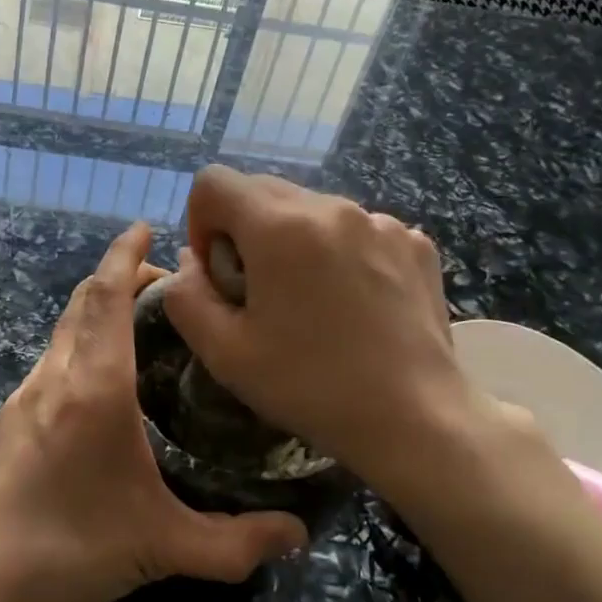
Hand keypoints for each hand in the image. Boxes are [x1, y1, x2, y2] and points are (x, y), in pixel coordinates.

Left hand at [0, 222, 308, 601]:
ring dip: (95, 314)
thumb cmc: (71, 552)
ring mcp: (21, 398)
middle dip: (118, 278)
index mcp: (94, 387)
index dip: (126, 254)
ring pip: (61, 333)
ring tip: (136, 331)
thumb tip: (299, 536)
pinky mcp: (3, 423)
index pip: (107, 295)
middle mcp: (53, 377)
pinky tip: (96, 390)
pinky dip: (76, 349)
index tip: (145, 226)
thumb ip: (237, 542)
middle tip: (161, 284)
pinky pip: (47, 364)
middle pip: (82, 302)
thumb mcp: (164, 547)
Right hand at [160, 168, 503, 494]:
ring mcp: (381, 221)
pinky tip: (356, 304)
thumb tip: (191, 262)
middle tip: (260, 293)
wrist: (415, 418)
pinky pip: (358, 230)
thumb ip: (185, 297)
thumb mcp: (224, 352)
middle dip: (245, 233)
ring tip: (313, 303)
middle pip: (263, 191)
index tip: (218, 273)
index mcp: (279, 226)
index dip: (200, 223)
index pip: (214, 182)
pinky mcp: (416, 242)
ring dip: (295, 242)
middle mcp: (332, 207)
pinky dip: (342, 253)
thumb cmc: (310, 387)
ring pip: (312, 211)